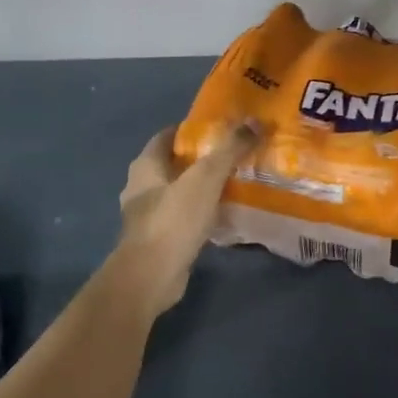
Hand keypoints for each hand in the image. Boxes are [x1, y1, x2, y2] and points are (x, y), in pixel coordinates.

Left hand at [111, 122, 256, 317]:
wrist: (152, 276)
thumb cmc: (173, 220)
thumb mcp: (206, 178)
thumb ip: (230, 149)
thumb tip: (255, 121)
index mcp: (145, 166)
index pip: (168, 136)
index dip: (193, 130)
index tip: (223, 129)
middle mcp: (141, 188)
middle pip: (174, 164)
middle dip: (202, 159)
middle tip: (236, 155)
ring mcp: (148, 216)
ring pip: (180, 193)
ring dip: (202, 188)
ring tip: (236, 184)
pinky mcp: (160, 240)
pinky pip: (184, 218)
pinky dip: (202, 213)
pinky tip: (224, 215)